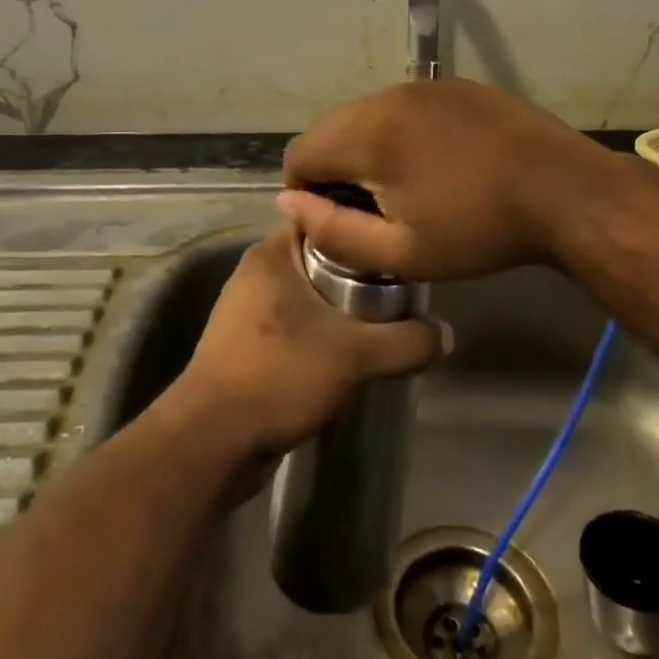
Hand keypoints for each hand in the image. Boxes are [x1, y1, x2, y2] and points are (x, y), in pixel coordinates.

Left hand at [164, 227, 449, 465]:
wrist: (211, 442)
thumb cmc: (278, 375)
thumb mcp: (354, 355)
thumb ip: (405, 341)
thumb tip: (446, 333)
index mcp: (272, 253)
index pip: (323, 216)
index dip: (361, 223)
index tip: (396, 235)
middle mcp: (256, 272)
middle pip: (320, 256)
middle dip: (358, 270)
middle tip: (400, 281)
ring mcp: (247, 310)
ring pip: (307, 292)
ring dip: (339, 304)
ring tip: (383, 315)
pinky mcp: (245, 344)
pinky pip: (294, 323)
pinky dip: (320, 331)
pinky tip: (348, 349)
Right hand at [278, 79, 615, 280]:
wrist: (564, 191)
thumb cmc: (480, 229)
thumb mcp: (402, 251)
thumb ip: (333, 229)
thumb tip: (288, 201)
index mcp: (368, 135)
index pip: (300, 152)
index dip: (304, 190)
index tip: (335, 219)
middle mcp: (387, 97)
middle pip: (330, 128)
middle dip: (333, 166)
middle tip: (368, 207)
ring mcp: (424, 85)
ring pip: (366, 113)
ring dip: (366, 146)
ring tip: (404, 185)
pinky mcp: (454, 85)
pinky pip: (404, 105)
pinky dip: (400, 130)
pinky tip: (436, 160)